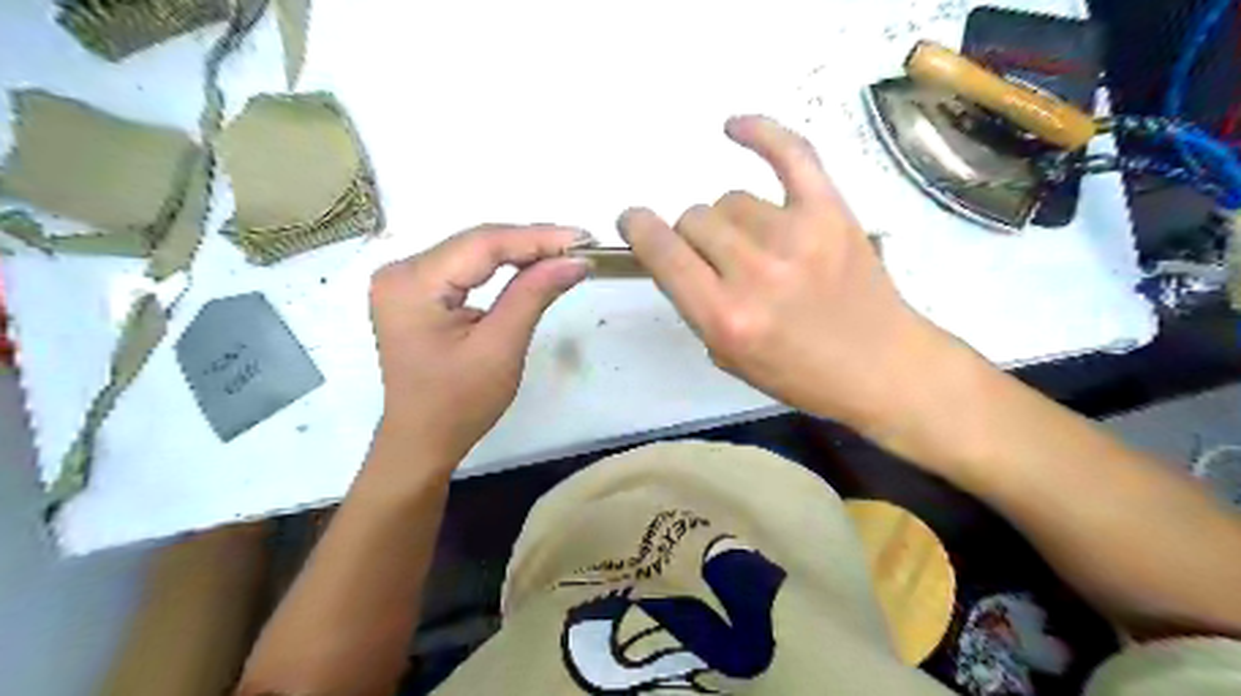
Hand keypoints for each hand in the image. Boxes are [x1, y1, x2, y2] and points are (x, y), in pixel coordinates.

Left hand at [368, 226, 589, 466]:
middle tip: (581, 245)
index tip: (584, 239)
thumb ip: (534, 294)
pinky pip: (466, 268)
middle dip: (532, 243)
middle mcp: (400, 271)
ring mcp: (405, 280)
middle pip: (476, 243)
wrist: (423, 440)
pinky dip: (502, 266)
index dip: (537, 238)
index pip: (483, 244)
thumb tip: (576, 260)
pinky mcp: (416, 292)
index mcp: (412, 283)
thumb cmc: (459, 403)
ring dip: (521, 252)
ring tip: (566, 252)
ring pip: (474, 252)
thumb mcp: (501, 347)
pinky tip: (532, 265)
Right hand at [619, 113, 952, 428]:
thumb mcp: (728, 356)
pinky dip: (761, 133)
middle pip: (696, 220)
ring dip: (730, 220)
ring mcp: (797, 236)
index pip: (662, 252)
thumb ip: (694, 304)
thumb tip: (677, 252)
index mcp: (725, 317)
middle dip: (695, 239)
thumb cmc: (799, 374)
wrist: (880, 366)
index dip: (639, 229)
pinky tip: (734, 127)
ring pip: (732, 199)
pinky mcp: (832, 212)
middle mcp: (755, 273)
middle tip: (721, 262)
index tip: (633, 220)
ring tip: (755, 244)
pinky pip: (791, 153)